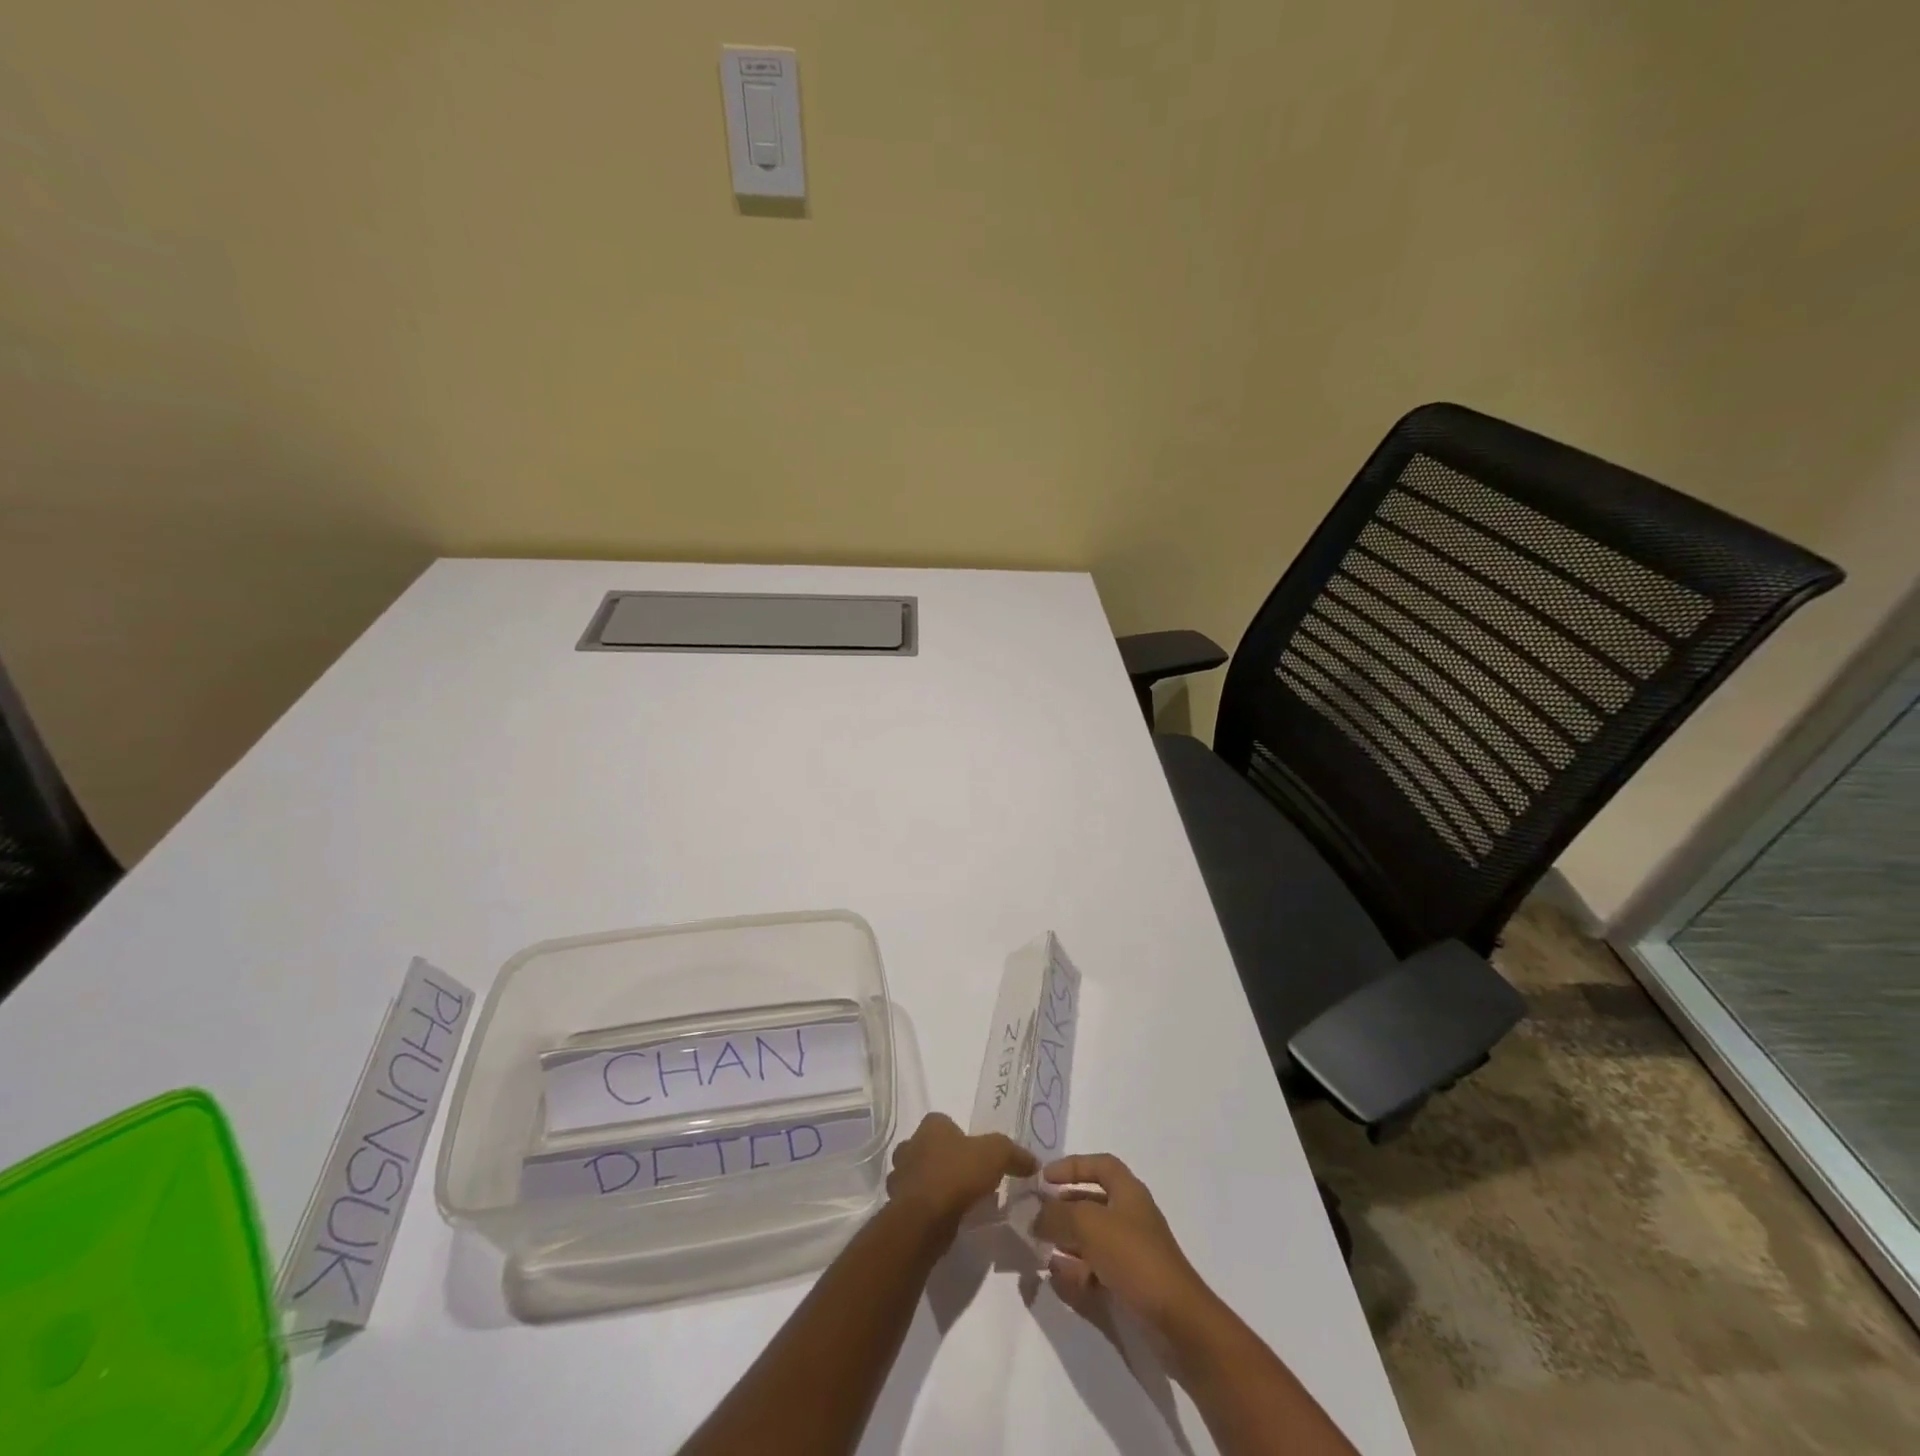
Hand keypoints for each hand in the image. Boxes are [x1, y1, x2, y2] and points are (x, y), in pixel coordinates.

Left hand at [886, 1113, 1036, 1235]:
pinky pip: (915, 1201)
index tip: (975, 1156)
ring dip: (933, 1184)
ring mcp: (900, 1176)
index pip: (944, 1123)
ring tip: (957, 1201)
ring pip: (918, 1175)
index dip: (960, 1137)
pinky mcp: (897, 1205)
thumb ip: (1014, 1154)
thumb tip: (1033, 1162)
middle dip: (944, 1160)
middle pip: (929, 1148)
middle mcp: (910, 1145)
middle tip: (966, 1179)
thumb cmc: (957, 1175)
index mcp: (931, 1126)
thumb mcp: (996, 1155)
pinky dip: (927, 1207)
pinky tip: (944, 1218)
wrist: (924, 1219)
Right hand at [1033, 1153, 1215, 1337]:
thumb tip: (1035, 1216)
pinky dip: (1075, 1272)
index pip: (1100, 1166)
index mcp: (1128, 1193)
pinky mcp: (1128, 1287)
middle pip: (1092, 1203)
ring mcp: (1130, 1254)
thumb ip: (1057, 1215)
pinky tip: (1055, 1278)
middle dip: (1063, 1208)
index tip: (1044, 1178)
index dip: (1072, 1167)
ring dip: (1065, 1242)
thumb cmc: (1134, 1258)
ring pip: (1091, 1240)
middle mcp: (1130, 1217)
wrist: (1177, 1322)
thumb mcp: (1089, 1225)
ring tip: (1038, 1249)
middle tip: (1034, 1218)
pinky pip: (1095, 1271)